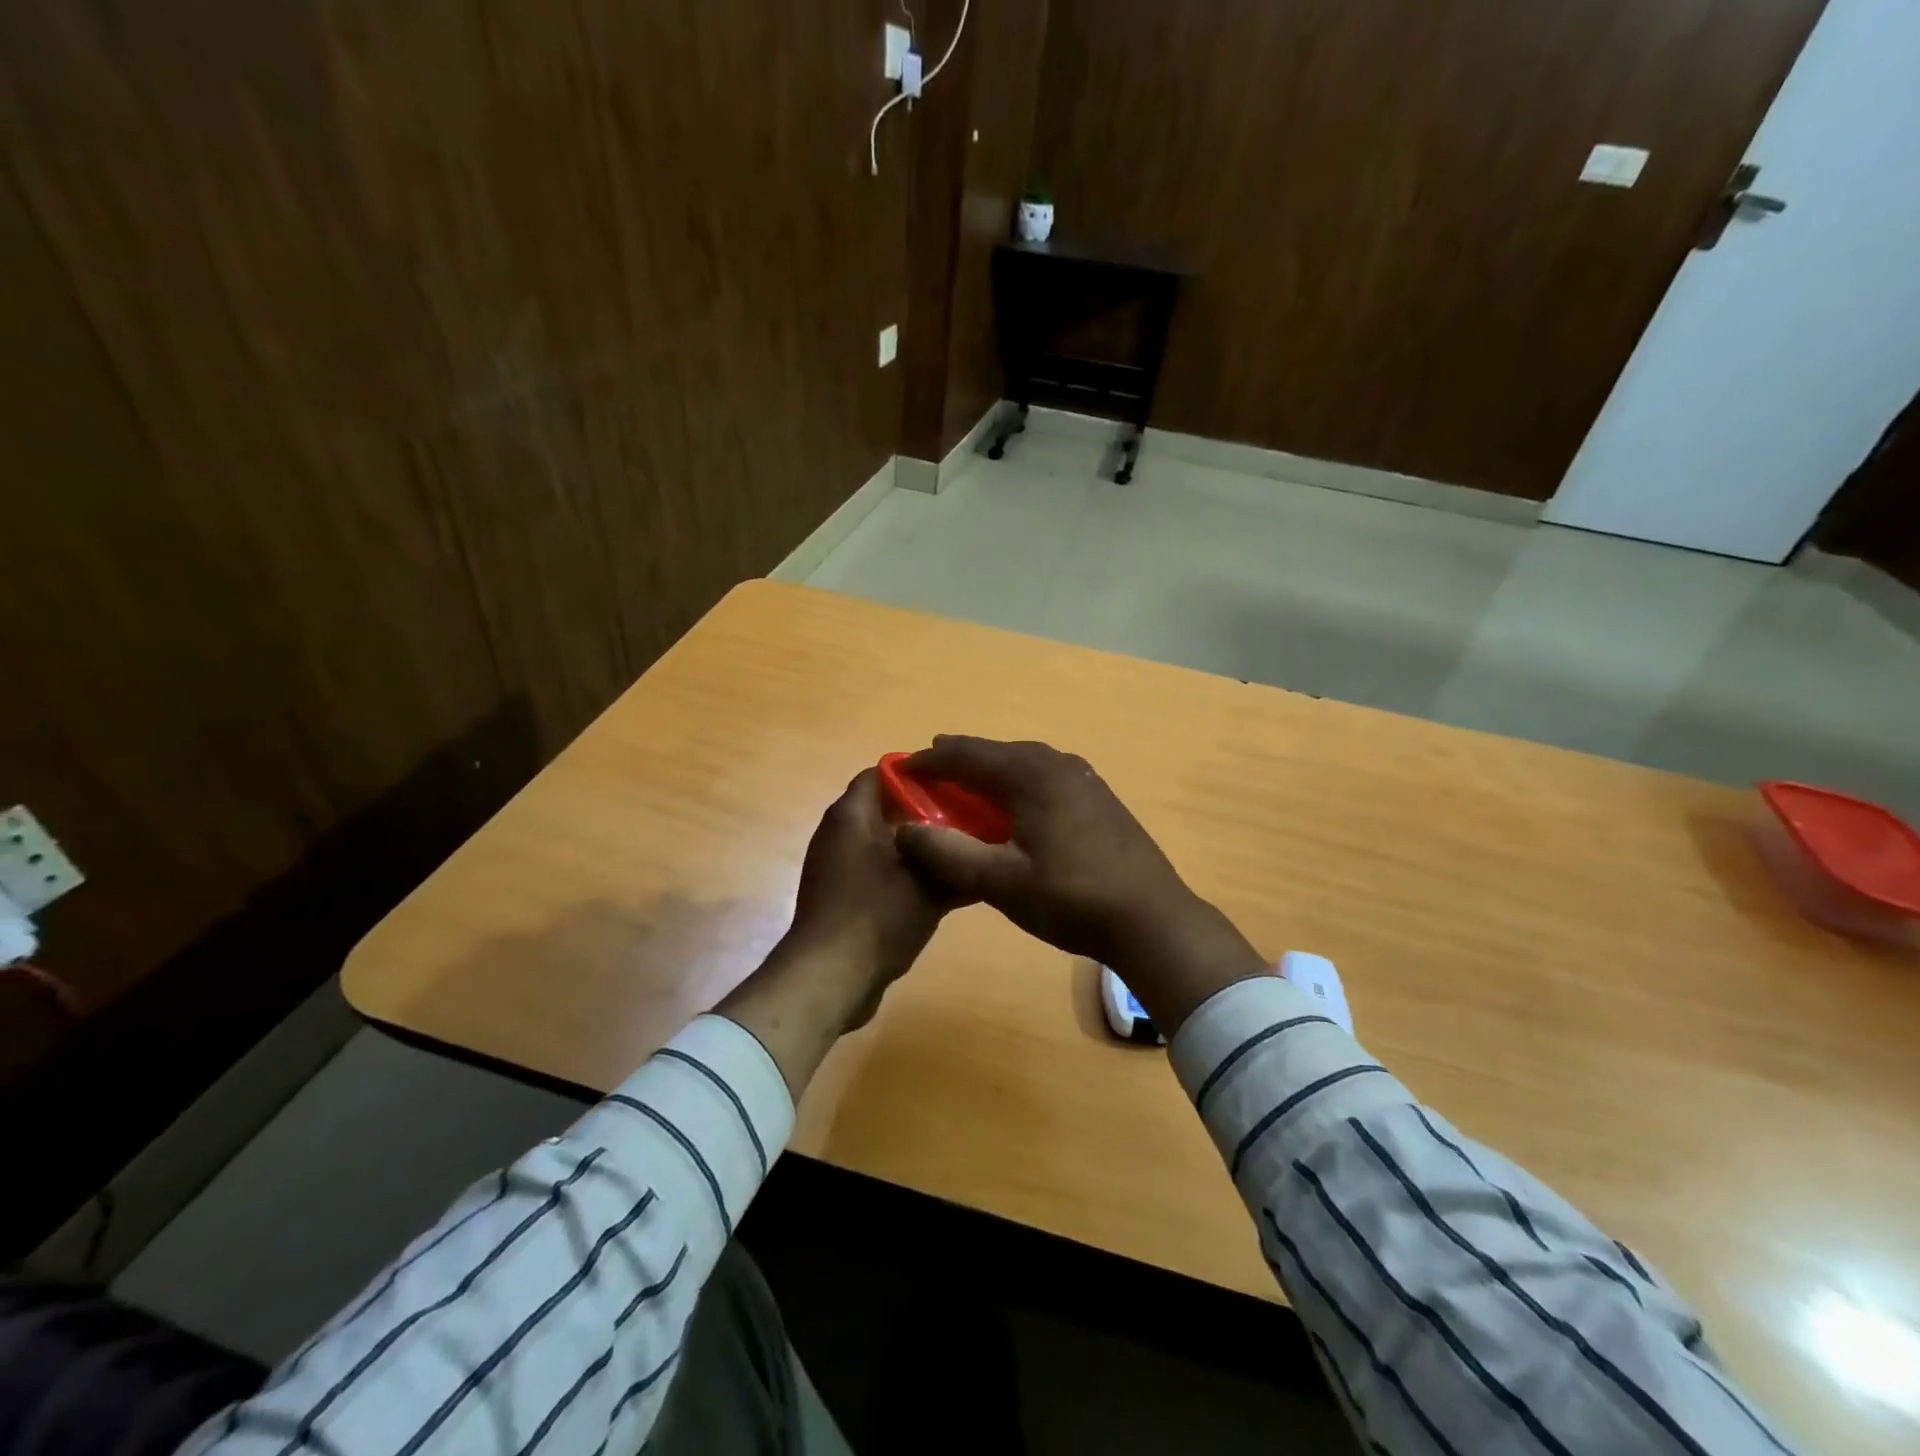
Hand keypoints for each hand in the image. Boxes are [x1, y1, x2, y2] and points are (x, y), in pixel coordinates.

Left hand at [719, 768, 946, 1095]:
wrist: (829, 979)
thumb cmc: (877, 917)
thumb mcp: (929, 886)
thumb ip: (955, 859)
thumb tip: (982, 845)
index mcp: (852, 815)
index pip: (882, 772)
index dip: (919, 774)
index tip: (955, 784)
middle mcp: (838, 832)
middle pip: (885, 807)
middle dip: (925, 812)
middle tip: (967, 819)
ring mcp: (835, 865)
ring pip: (883, 841)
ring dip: (918, 845)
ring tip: (958, 851)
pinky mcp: (838, 894)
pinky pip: (875, 870)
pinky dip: (902, 872)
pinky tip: (937, 887)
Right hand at [893, 736, 1267, 1034]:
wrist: (1152, 919)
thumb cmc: (1071, 899)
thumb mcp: (1001, 883)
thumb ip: (949, 854)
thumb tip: (905, 831)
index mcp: (1031, 775)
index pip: (967, 755)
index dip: (929, 761)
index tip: (899, 769)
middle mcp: (1057, 764)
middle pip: (996, 752)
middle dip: (959, 761)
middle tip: (928, 774)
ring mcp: (1084, 778)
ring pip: (1023, 763)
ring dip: (990, 772)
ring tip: (965, 786)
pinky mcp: (1099, 798)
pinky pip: (1044, 777)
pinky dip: (1017, 784)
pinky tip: (1014, 807)